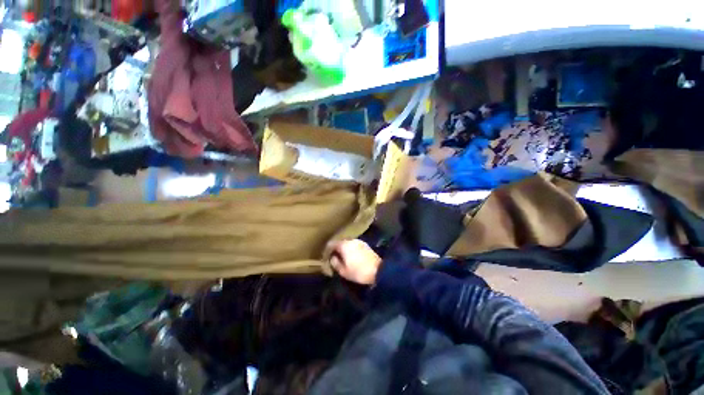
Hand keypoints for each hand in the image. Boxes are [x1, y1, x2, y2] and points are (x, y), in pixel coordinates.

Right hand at [329, 239, 381, 284]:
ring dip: (344, 249)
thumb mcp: (343, 271)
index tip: (325, 256)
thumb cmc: (358, 271)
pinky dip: (350, 249)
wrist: (378, 270)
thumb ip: (335, 263)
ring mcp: (359, 241)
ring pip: (347, 243)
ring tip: (342, 257)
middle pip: (340, 242)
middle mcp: (351, 240)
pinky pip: (354, 245)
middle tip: (333, 257)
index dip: (327, 250)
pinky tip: (351, 256)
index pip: (331, 244)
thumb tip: (332, 258)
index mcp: (344, 245)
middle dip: (336, 249)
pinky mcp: (365, 244)